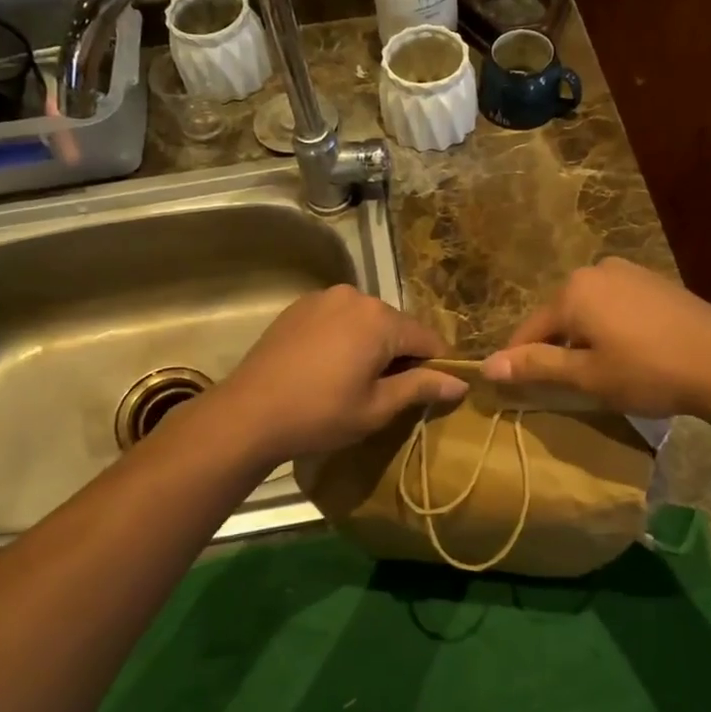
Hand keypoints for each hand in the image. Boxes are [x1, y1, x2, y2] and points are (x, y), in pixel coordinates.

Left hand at [207, 286, 466, 465]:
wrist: (248, 414)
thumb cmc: (320, 414)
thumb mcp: (377, 407)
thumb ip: (421, 387)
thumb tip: (462, 382)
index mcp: (380, 319)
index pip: (427, 338)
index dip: (437, 365)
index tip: (433, 391)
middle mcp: (355, 296)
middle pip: (396, 326)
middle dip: (401, 354)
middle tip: (390, 392)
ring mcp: (323, 298)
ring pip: (366, 321)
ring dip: (372, 345)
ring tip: (357, 381)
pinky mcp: (299, 307)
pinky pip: (338, 319)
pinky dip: (345, 338)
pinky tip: (330, 367)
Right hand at [480, 258, 710, 418]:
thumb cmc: (648, 371)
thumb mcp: (587, 376)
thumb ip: (536, 367)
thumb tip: (486, 366)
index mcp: (572, 291)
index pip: (528, 330)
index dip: (518, 361)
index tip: (511, 389)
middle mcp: (596, 270)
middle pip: (559, 317)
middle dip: (555, 349)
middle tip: (564, 387)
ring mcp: (629, 272)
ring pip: (588, 311)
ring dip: (584, 340)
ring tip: (598, 373)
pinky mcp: (655, 282)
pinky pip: (615, 306)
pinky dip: (610, 329)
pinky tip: (628, 354)